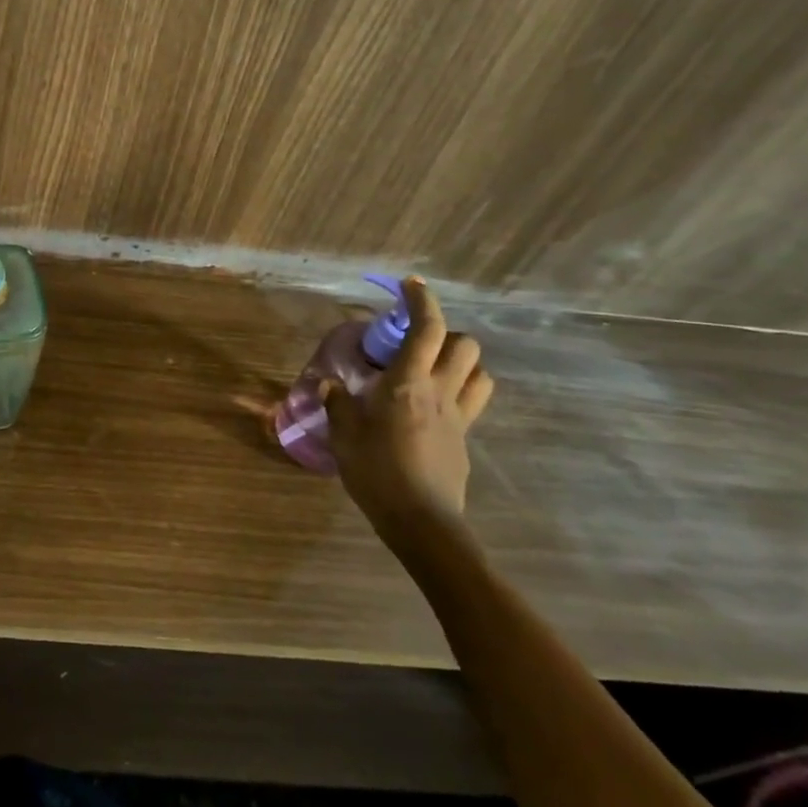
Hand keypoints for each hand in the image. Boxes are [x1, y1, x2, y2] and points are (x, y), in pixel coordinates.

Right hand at [325, 277, 493, 545]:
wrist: (421, 521)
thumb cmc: (376, 471)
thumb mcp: (344, 434)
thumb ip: (337, 403)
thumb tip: (328, 384)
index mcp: (408, 383)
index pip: (426, 328)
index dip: (422, 301)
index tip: (410, 285)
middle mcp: (440, 391)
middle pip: (465, 345)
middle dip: (445, 334)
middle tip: (416, 343)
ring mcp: (458, 417)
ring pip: (479, 372)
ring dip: (461, 362)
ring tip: (432, 370)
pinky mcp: (465, 439)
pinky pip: (473, 403)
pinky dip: (460, 392)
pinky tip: (433, 407)